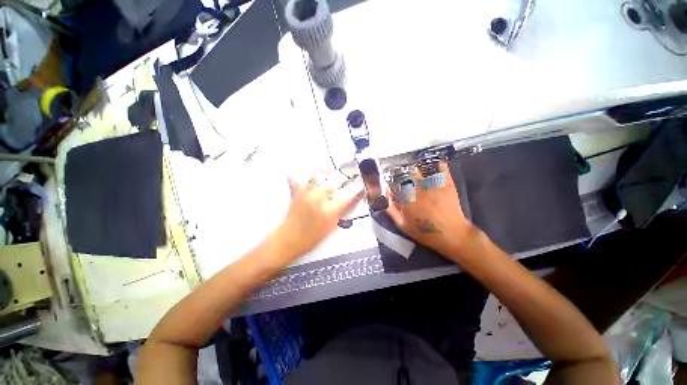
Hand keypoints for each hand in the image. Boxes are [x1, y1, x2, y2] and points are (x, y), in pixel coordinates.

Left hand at [273, 172, 364, 259]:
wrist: (290, 240)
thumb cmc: (313, 237)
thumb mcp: (331, 227)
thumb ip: (341, 212)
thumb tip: (349, 200)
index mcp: (329, 211)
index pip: (346, 196)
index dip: (355, 189)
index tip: (360, 184)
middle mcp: (318, 200)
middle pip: (333, 183)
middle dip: (341, 178)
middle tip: (346, 176)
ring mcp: (306, 195)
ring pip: (316, 177)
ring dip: (322, 170)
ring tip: (326, 165)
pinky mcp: (296, 194)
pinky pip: (296, 180)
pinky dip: (298, 175)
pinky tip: (299, 171)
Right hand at [386, 162, 476, 258]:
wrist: (452, 235)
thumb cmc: (425, 232)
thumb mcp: (403, 225)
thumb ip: (391, 210)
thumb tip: (386, 197)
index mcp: (406, 200)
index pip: (395, 185)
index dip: (392, 183)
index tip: (392, 183)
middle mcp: (417, 190)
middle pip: (407, 175)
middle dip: (404, 173)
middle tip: (404, 174)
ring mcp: (433, 186)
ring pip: (422, 171)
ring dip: (418, 168)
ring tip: (416, 168)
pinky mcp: (447, 185)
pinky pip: (442, 171)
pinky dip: (439, 165)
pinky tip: (436, 163)